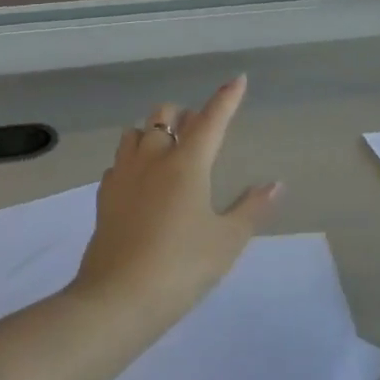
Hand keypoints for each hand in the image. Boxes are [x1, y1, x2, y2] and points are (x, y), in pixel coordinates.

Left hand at [71, 75, 282, 328]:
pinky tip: (141, 182)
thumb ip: (252, 208)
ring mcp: (124, 175)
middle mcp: (153, 158)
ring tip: (167, 151)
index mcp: (187, 163)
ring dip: (153, 132)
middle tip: (198, 130)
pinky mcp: (104, 197)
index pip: (211, 119)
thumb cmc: (180, 267)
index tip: (237, 79)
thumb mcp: (227, 241)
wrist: (116, 300)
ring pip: (135, 132)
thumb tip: (275, 184)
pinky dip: (133, 160)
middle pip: (164, 115)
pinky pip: (119, 162)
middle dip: (183, 115)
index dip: (226, 98)